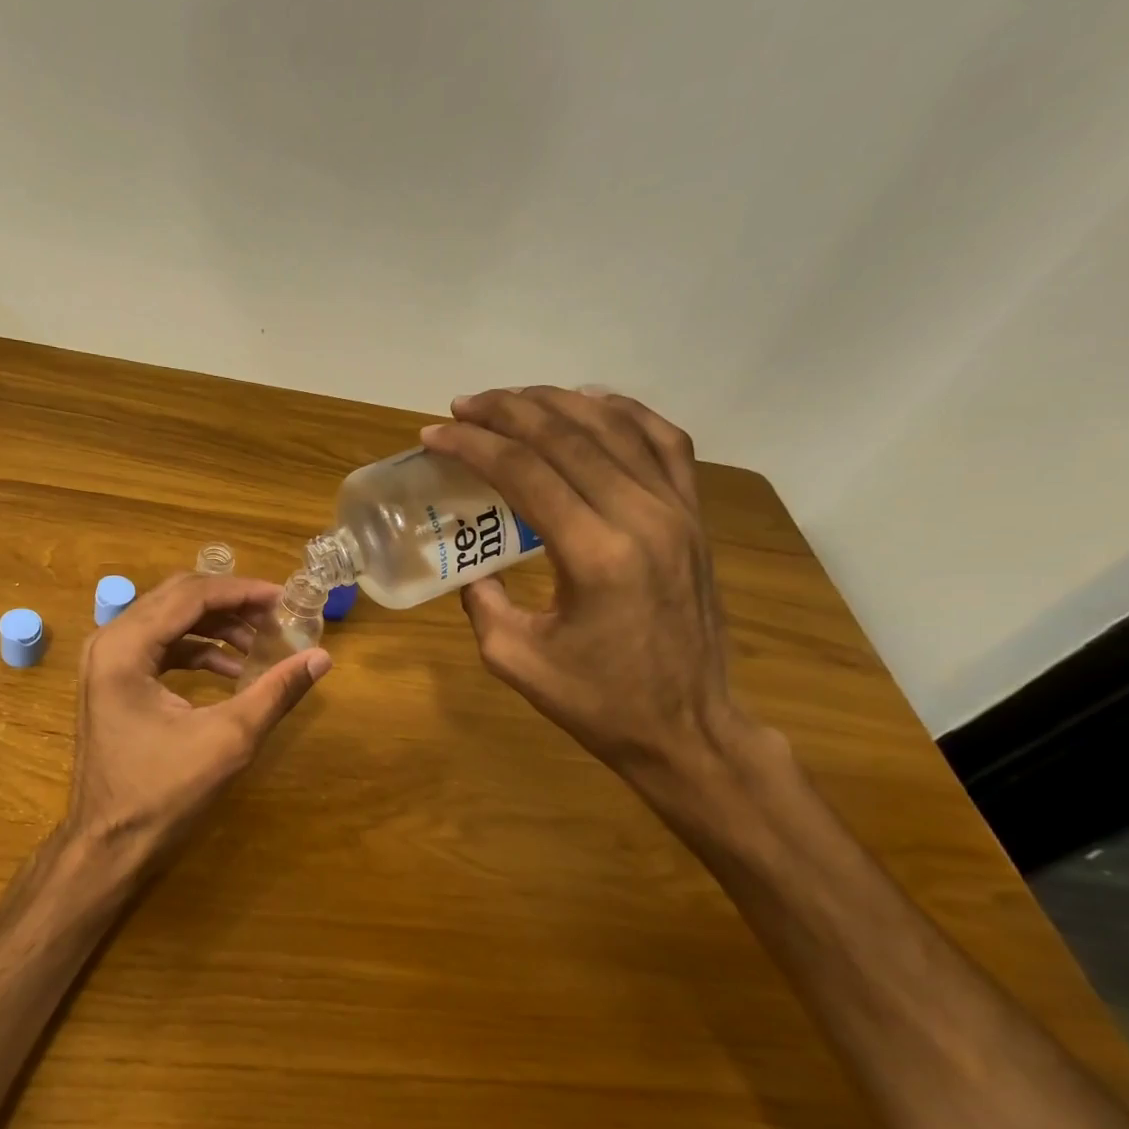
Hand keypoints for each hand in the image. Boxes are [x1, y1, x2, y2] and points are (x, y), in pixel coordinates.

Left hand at [57, 572, 330, 892]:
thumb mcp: (228, 739)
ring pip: (169, 621)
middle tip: (276, 615)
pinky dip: (197, 651)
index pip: (190, 595)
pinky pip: (160, 648)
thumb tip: (321, 658)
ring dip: (216, 627)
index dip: (242, 592)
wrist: (108, 846)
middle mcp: (108, 642)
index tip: (285, 598)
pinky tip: (232, 670)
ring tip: (261, 642)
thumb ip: (275, 692)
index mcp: (125, 647)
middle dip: (230, 604)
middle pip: (176, 599)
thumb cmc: (162, 794)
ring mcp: (106, 662)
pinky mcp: (113, 682)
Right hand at [420, 387, 740, 776]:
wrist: (687, 728)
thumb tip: (472, 566)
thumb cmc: (597, 702)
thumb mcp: (514, 659)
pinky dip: (624, 413)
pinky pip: (664, 442)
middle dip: (507, 411)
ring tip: (512, 400)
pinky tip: (591, 405)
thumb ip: (482, 602)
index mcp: (594, 555)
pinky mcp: (694, 517)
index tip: (434, 434)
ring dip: (557, 403)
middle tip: (462, 406)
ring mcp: (677, 511)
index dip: (473, 445)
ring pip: (616, 426)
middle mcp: (641, 517)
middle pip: (568, 435)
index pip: (525, 472)